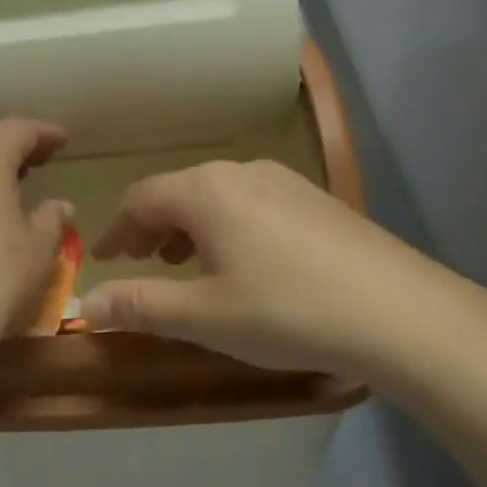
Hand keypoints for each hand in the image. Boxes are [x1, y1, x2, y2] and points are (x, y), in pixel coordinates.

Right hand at [81, 160, 486, 387]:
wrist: (401, 313)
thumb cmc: (287, 311)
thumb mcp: (204, 315)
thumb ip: (140, 305)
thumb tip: (85, 305)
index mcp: (204, 190)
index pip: (140, 199)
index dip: (115, 230)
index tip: (102, 260)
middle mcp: (240, 171)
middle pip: (178, 192)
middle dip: (151, 228)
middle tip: (141, 264)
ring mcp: (284, 180)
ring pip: (216, 196)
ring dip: (190, 228)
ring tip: (188, 266)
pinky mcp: (315, 198)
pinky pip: (251, 202)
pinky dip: (227, 227)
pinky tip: (245, 263)